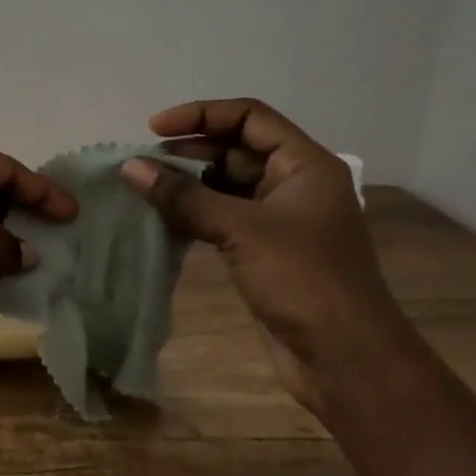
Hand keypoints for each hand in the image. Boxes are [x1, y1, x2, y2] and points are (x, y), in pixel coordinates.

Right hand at [121, 98, 415, 412]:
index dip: (201, 115)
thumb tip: (130, 168)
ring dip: (188, 184)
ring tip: (145, 189)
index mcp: (305, 164)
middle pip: (236, 148)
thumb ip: (184, 196)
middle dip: (190, 151)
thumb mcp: (241, 230)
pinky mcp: (267, 251)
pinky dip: (195, 214)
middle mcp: (295, 183)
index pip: (249, 116)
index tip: (154, 129)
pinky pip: (225, 217)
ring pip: (228, 185)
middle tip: (143, 164)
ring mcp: (282, 220)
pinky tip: (163, 219)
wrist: (346, 360)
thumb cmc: (302, 280)